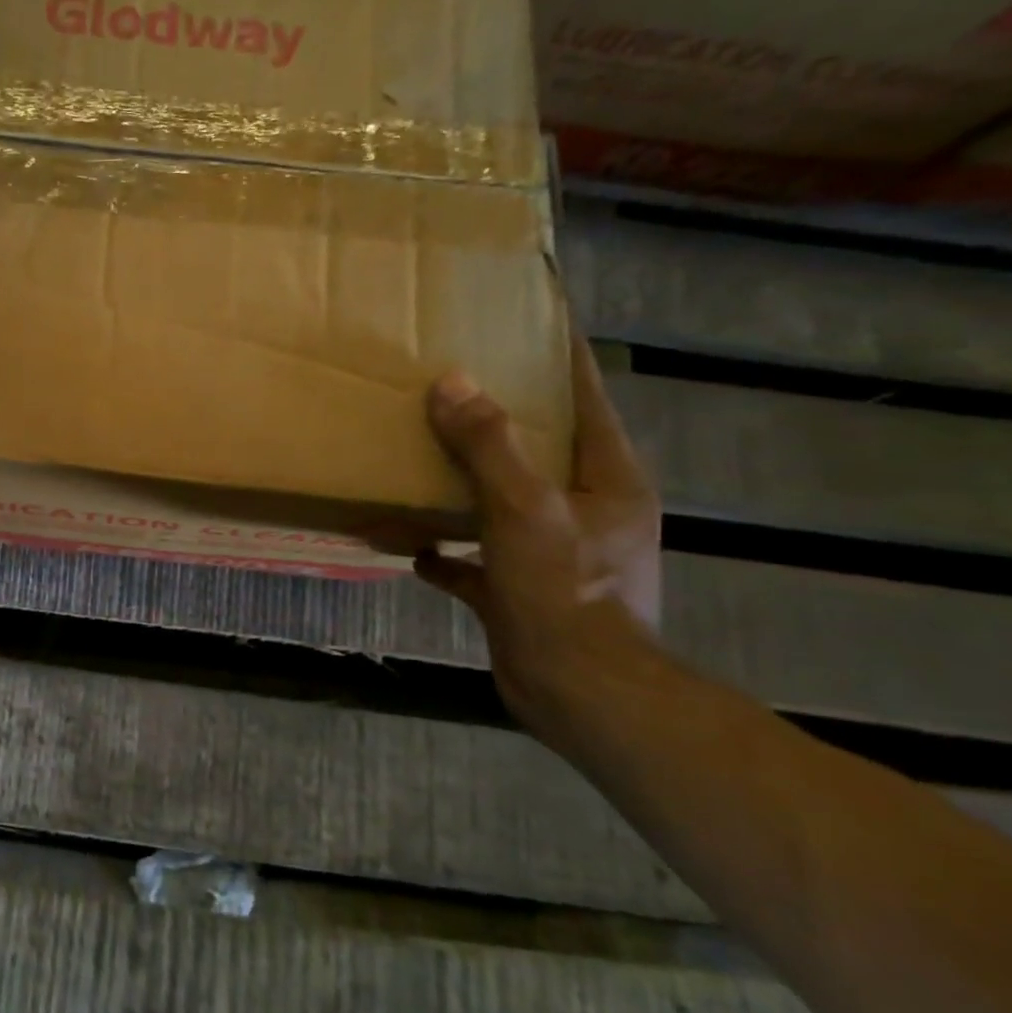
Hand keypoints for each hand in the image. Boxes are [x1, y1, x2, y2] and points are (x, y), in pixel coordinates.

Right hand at [415, 331, 661, 737]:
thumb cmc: (564, 591)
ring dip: (463, 482)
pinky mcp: (519, 590)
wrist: (577, 693)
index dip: (559, 357)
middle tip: (449, 383)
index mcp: (605, 479)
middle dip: (496, 416)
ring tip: (419, 454)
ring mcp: (552, 553)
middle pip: (538, 447)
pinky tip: (406, 543)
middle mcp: (584, 509)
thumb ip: (489, 446)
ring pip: (502, 500)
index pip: (585, 397)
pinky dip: (444, 550)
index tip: (528, 319)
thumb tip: (451, 383)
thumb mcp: (524, 509)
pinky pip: (475, 557)